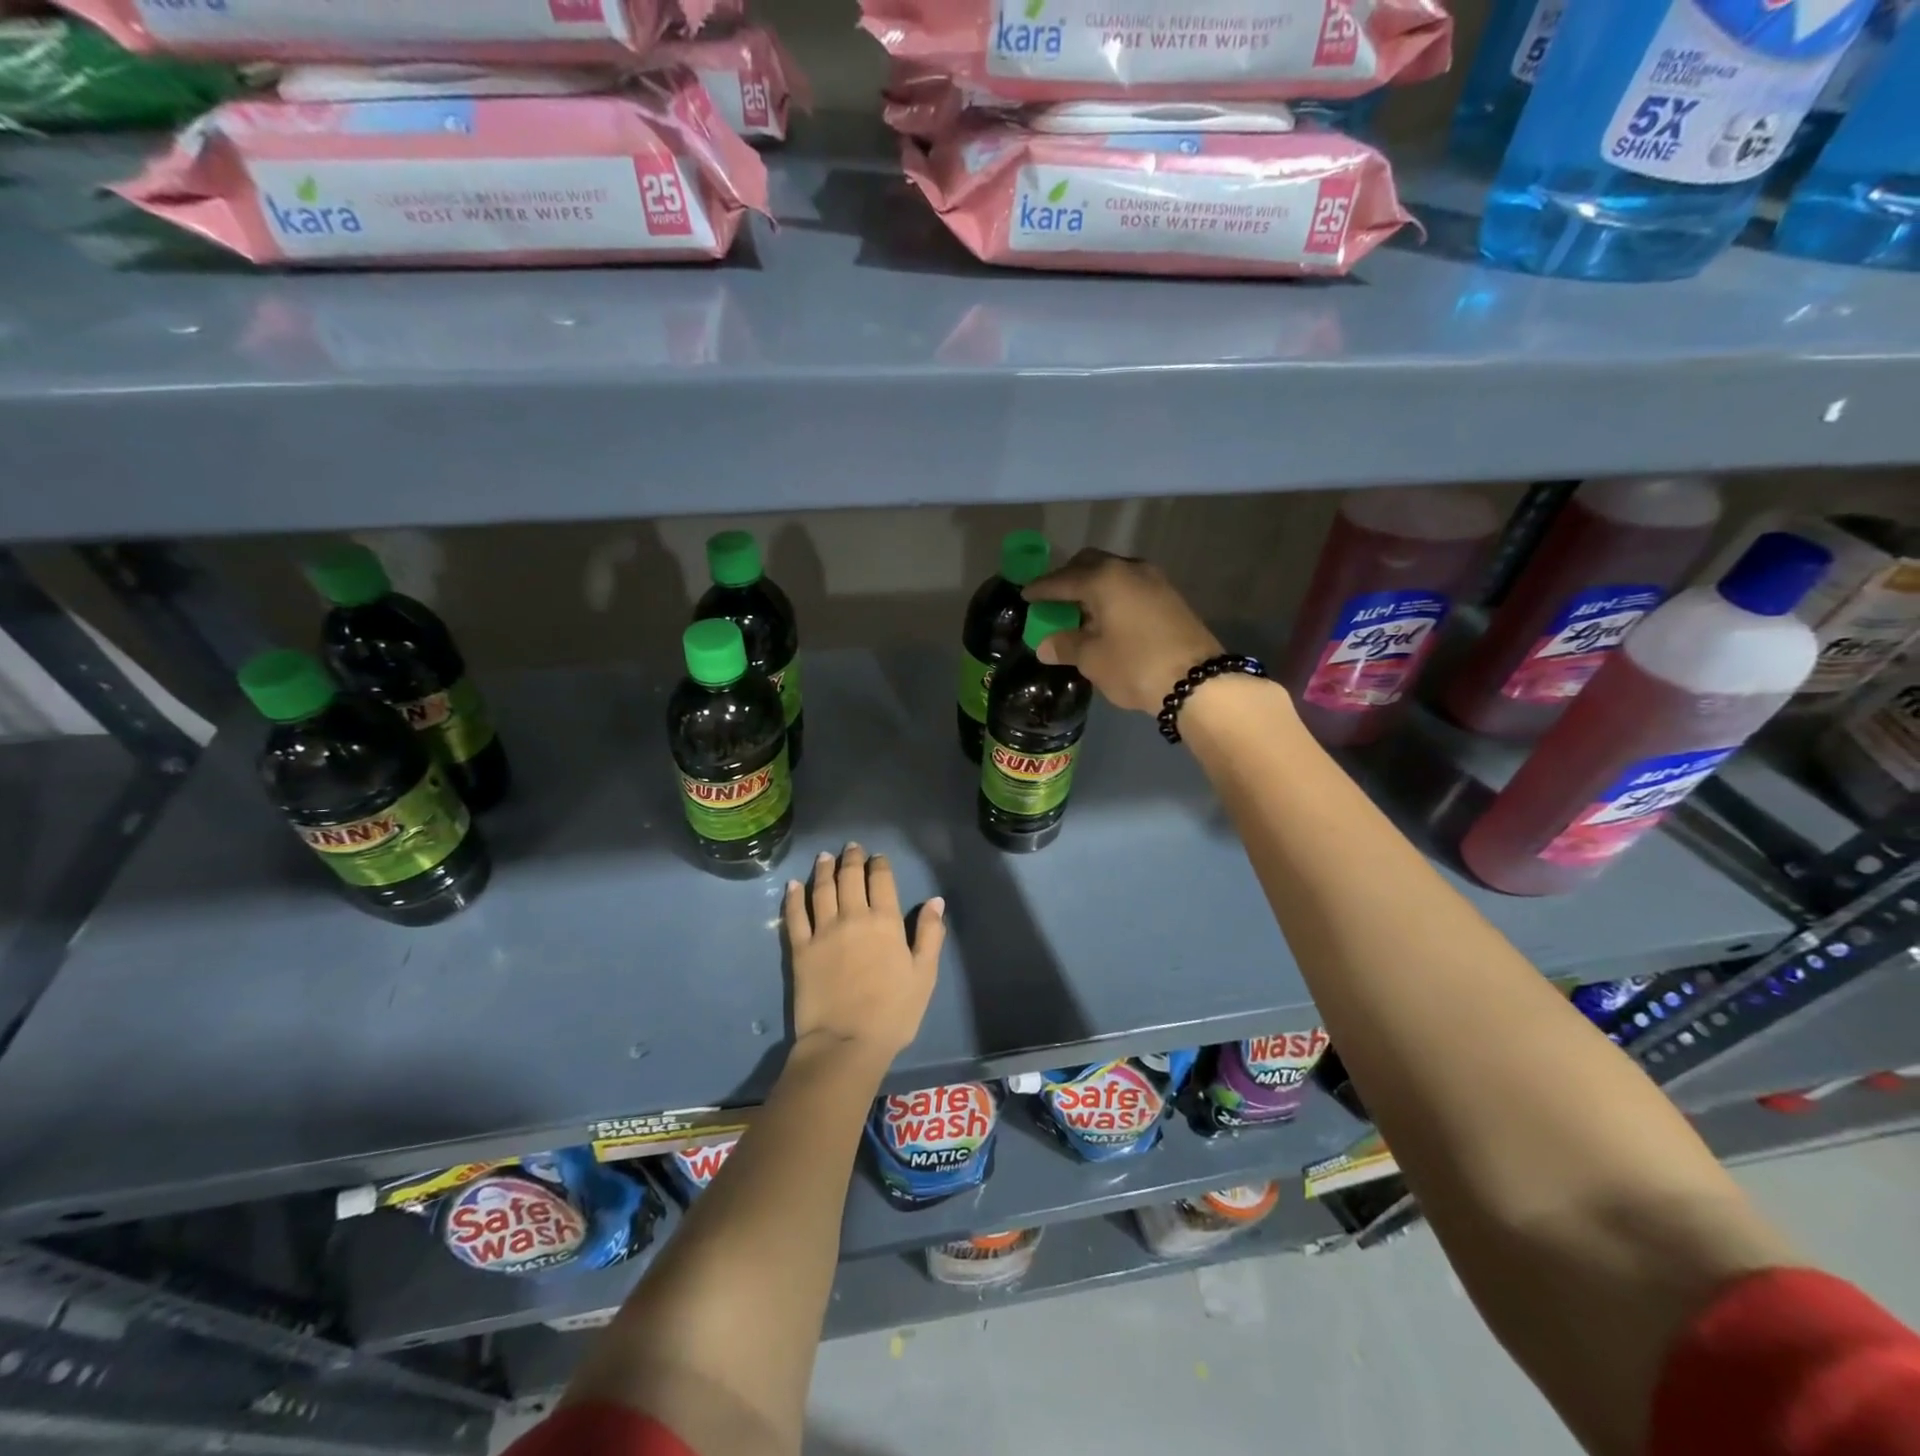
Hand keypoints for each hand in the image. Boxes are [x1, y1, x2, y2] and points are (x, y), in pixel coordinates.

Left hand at [783, 844, 944, 1066]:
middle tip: (851, 847)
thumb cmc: (893, 1012)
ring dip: (823, 869)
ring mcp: (823, 931)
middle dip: (851, 859)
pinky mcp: (800, 949)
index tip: (877, 857)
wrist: (845, 1042)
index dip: (879, 865)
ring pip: (822, 889)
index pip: (881, 881)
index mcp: (885, 922)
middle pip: (850, 878)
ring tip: (824, 856)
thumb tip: (935, 901)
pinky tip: (793, 885)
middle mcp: (853, 917)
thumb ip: (930, 935)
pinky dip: (794, 897)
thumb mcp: (924, 975)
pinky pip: (795, 915)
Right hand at [1024, 549, 1223, 712]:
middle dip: (1069, 578)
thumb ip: (1066, 646)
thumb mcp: (1092, 659)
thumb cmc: (1135, 666)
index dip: (1041, 588)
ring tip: (1080, 611)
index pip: (1063, 579)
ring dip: (1094, 587)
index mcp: (1104, 579)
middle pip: (1090, 564)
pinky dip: (1114, 596)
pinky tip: (1108, 618)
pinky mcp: (1170, 597)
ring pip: (1114, 574)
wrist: (1198, 681)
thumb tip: (1045, 645)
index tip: (1025, 595)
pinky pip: (1131, 587)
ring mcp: (1154, 581)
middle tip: (1053, 599)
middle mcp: (1129, 569)